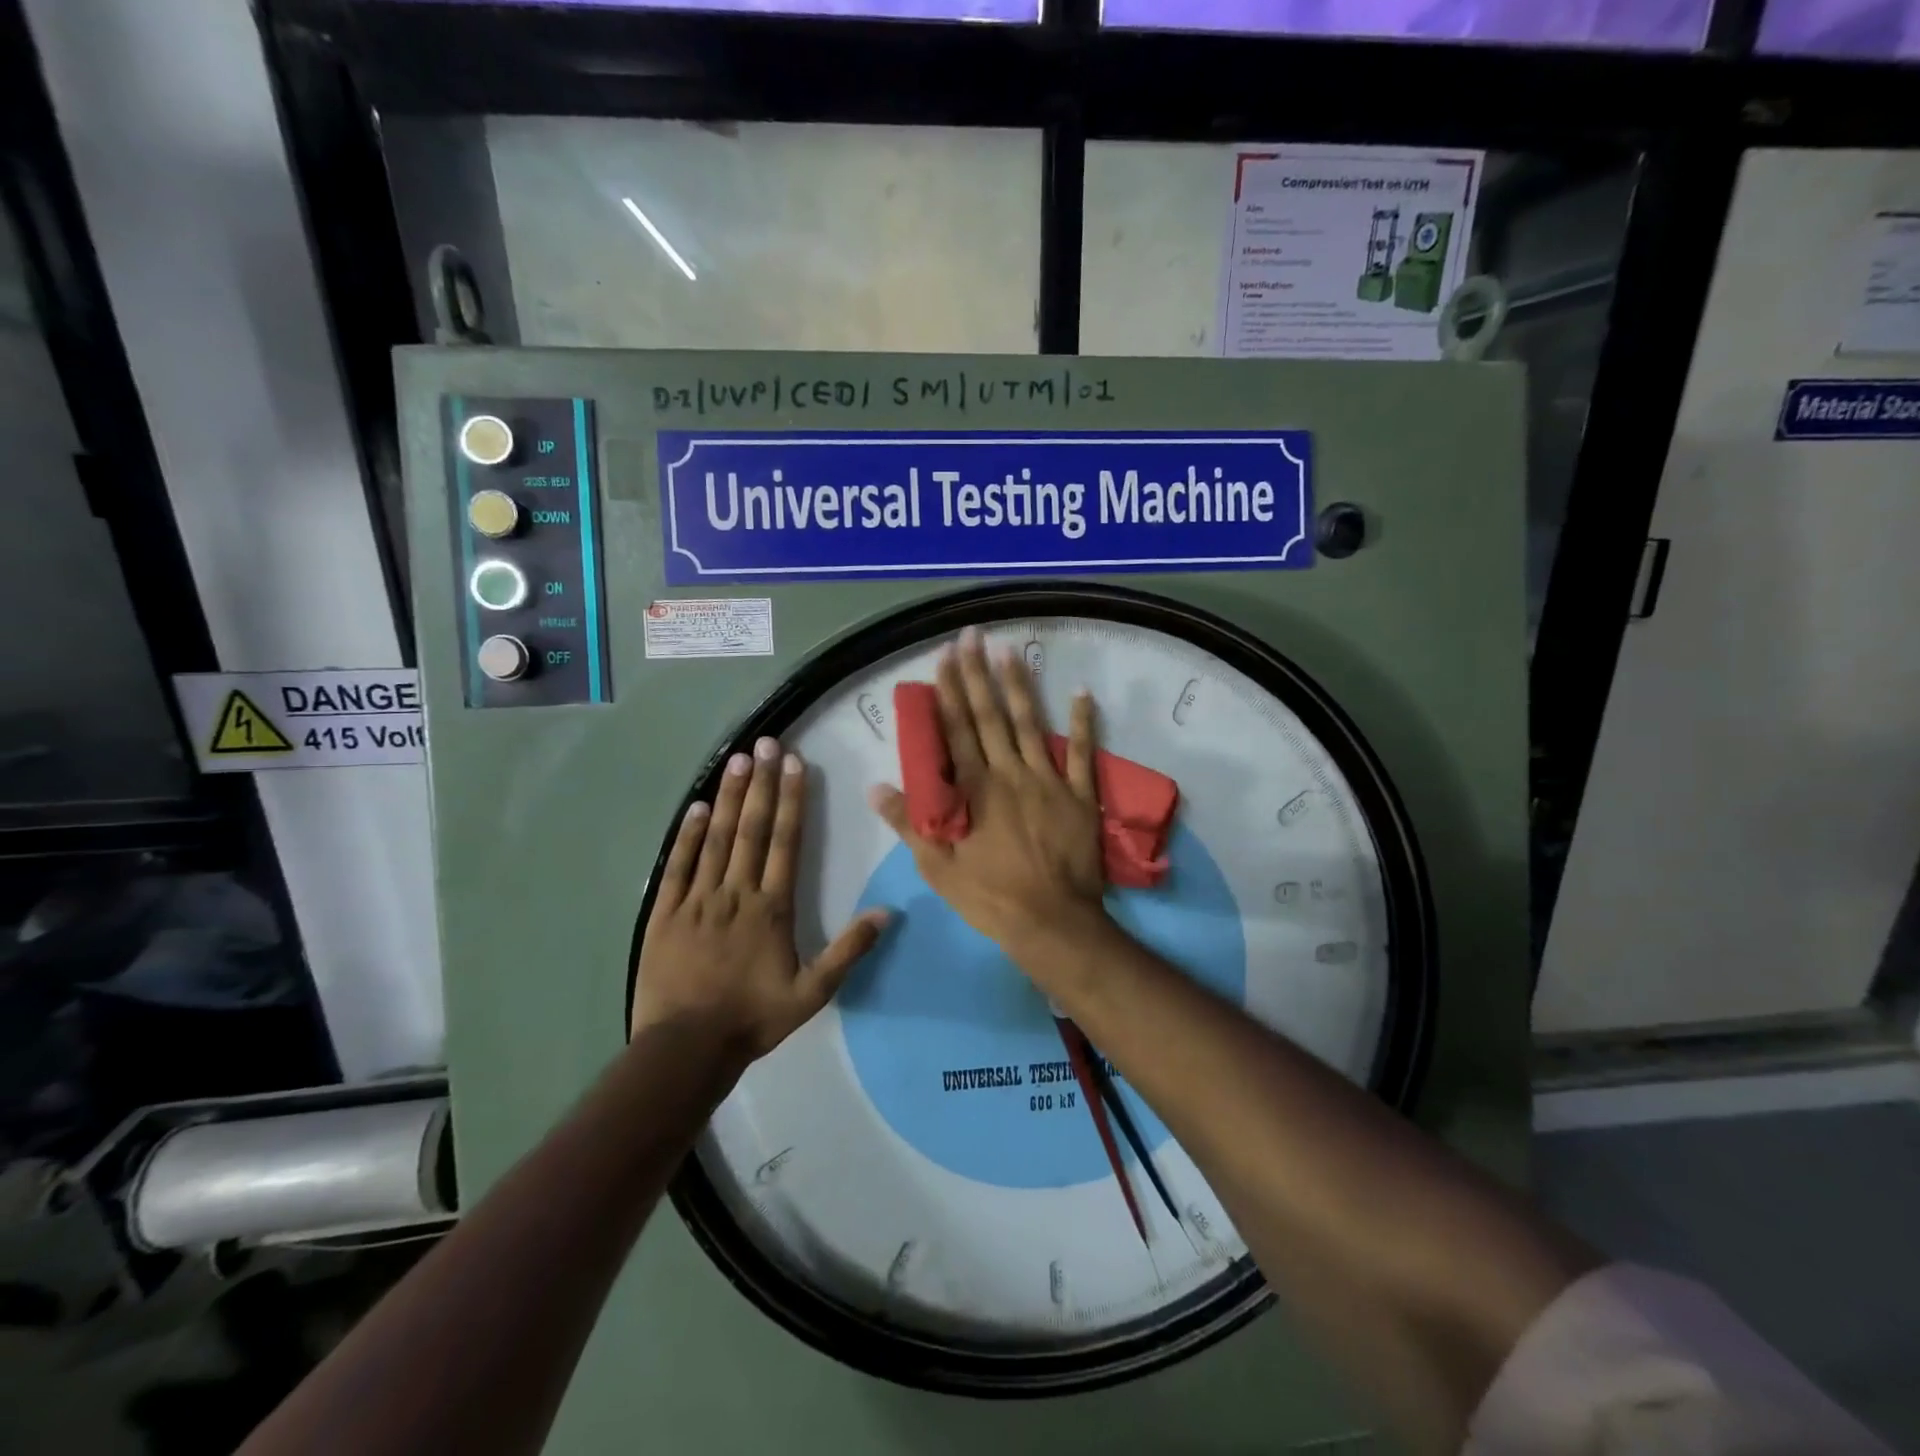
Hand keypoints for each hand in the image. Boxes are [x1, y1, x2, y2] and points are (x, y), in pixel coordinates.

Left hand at [633, 737, 886, 1066]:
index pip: (785, 842)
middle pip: (752, 829)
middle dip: (762, 783)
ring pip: (717, 838)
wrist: (686, 1048)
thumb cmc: (753, 1018)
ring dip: (730, 797)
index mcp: (771, 908)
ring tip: (738, 760)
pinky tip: (698, 806)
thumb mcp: (812, 992)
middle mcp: (736, 892)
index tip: (795, 765)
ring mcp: (698, 899)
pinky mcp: (666, 912)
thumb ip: (848, 950)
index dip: (792, 800)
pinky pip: (679, 865)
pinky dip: (688, 834)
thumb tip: (886, 912)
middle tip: (766, 744)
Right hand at [869, 628, 1108, 965]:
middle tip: (973, 636)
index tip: (944, 656)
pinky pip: (1082, 753)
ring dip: (1020, 686)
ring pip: (1030, 724)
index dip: (948, 691)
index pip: (956, 730)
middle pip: (990, 716)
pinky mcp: (1079, 795)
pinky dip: (1082, 723)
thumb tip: (876, 786)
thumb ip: (909, 823)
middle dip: (978, 674)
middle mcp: (1009, 774)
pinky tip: (1081, 692)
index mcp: (974, 789)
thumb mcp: (938, 867)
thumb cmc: (990, 897)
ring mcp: (1048, 781)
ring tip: (1010, 651)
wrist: (1052, 923)